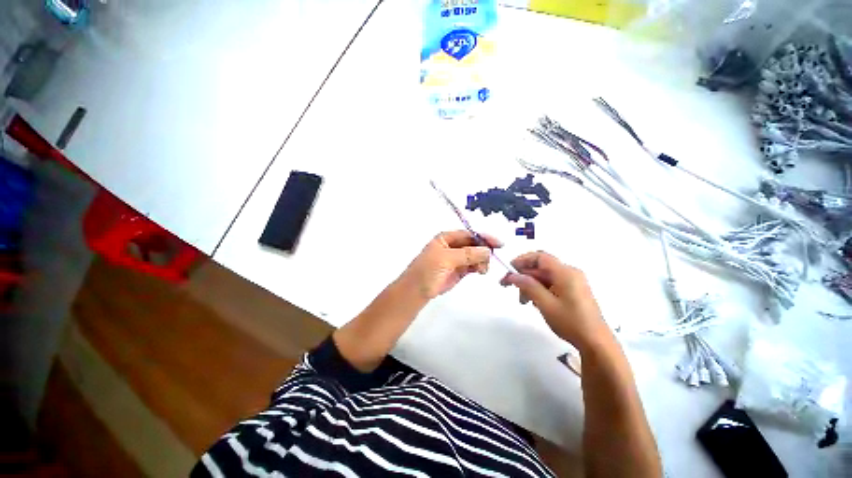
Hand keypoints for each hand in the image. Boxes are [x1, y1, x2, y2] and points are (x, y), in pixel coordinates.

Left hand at [401, 230, 501, 299]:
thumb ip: (467, 254)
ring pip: (475, 255)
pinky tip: (481, 271)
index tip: (499, 244)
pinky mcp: (459, 270)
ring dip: (482, 260)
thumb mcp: (446, 259)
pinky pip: (473, 265)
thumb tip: (487, 250)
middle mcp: (453, 246)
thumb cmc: (427, 270)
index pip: (469, 234)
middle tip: (490, 259)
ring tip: (482, 270)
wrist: (417, 291)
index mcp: (446, 237)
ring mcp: (457, 258)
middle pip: (474, 244)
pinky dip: (479, 267)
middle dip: (484, 250)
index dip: (483, 237)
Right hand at [500, 251, 610, 351]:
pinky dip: (540, 290)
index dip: (522, 260)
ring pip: (545, 277)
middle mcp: (570, 273)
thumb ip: (528, 286)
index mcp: (565, 272)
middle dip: (523, 276)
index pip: (540, 257)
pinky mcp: (573, 291)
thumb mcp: (546, 304)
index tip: (509, 269)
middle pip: (541, 267)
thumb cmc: (571, 322)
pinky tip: (535, 302)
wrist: (596, 343)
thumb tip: (513, 275)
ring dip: (530, 285)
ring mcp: (573, 282)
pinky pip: (552, 284)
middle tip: (508, 286)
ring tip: (523, 301)